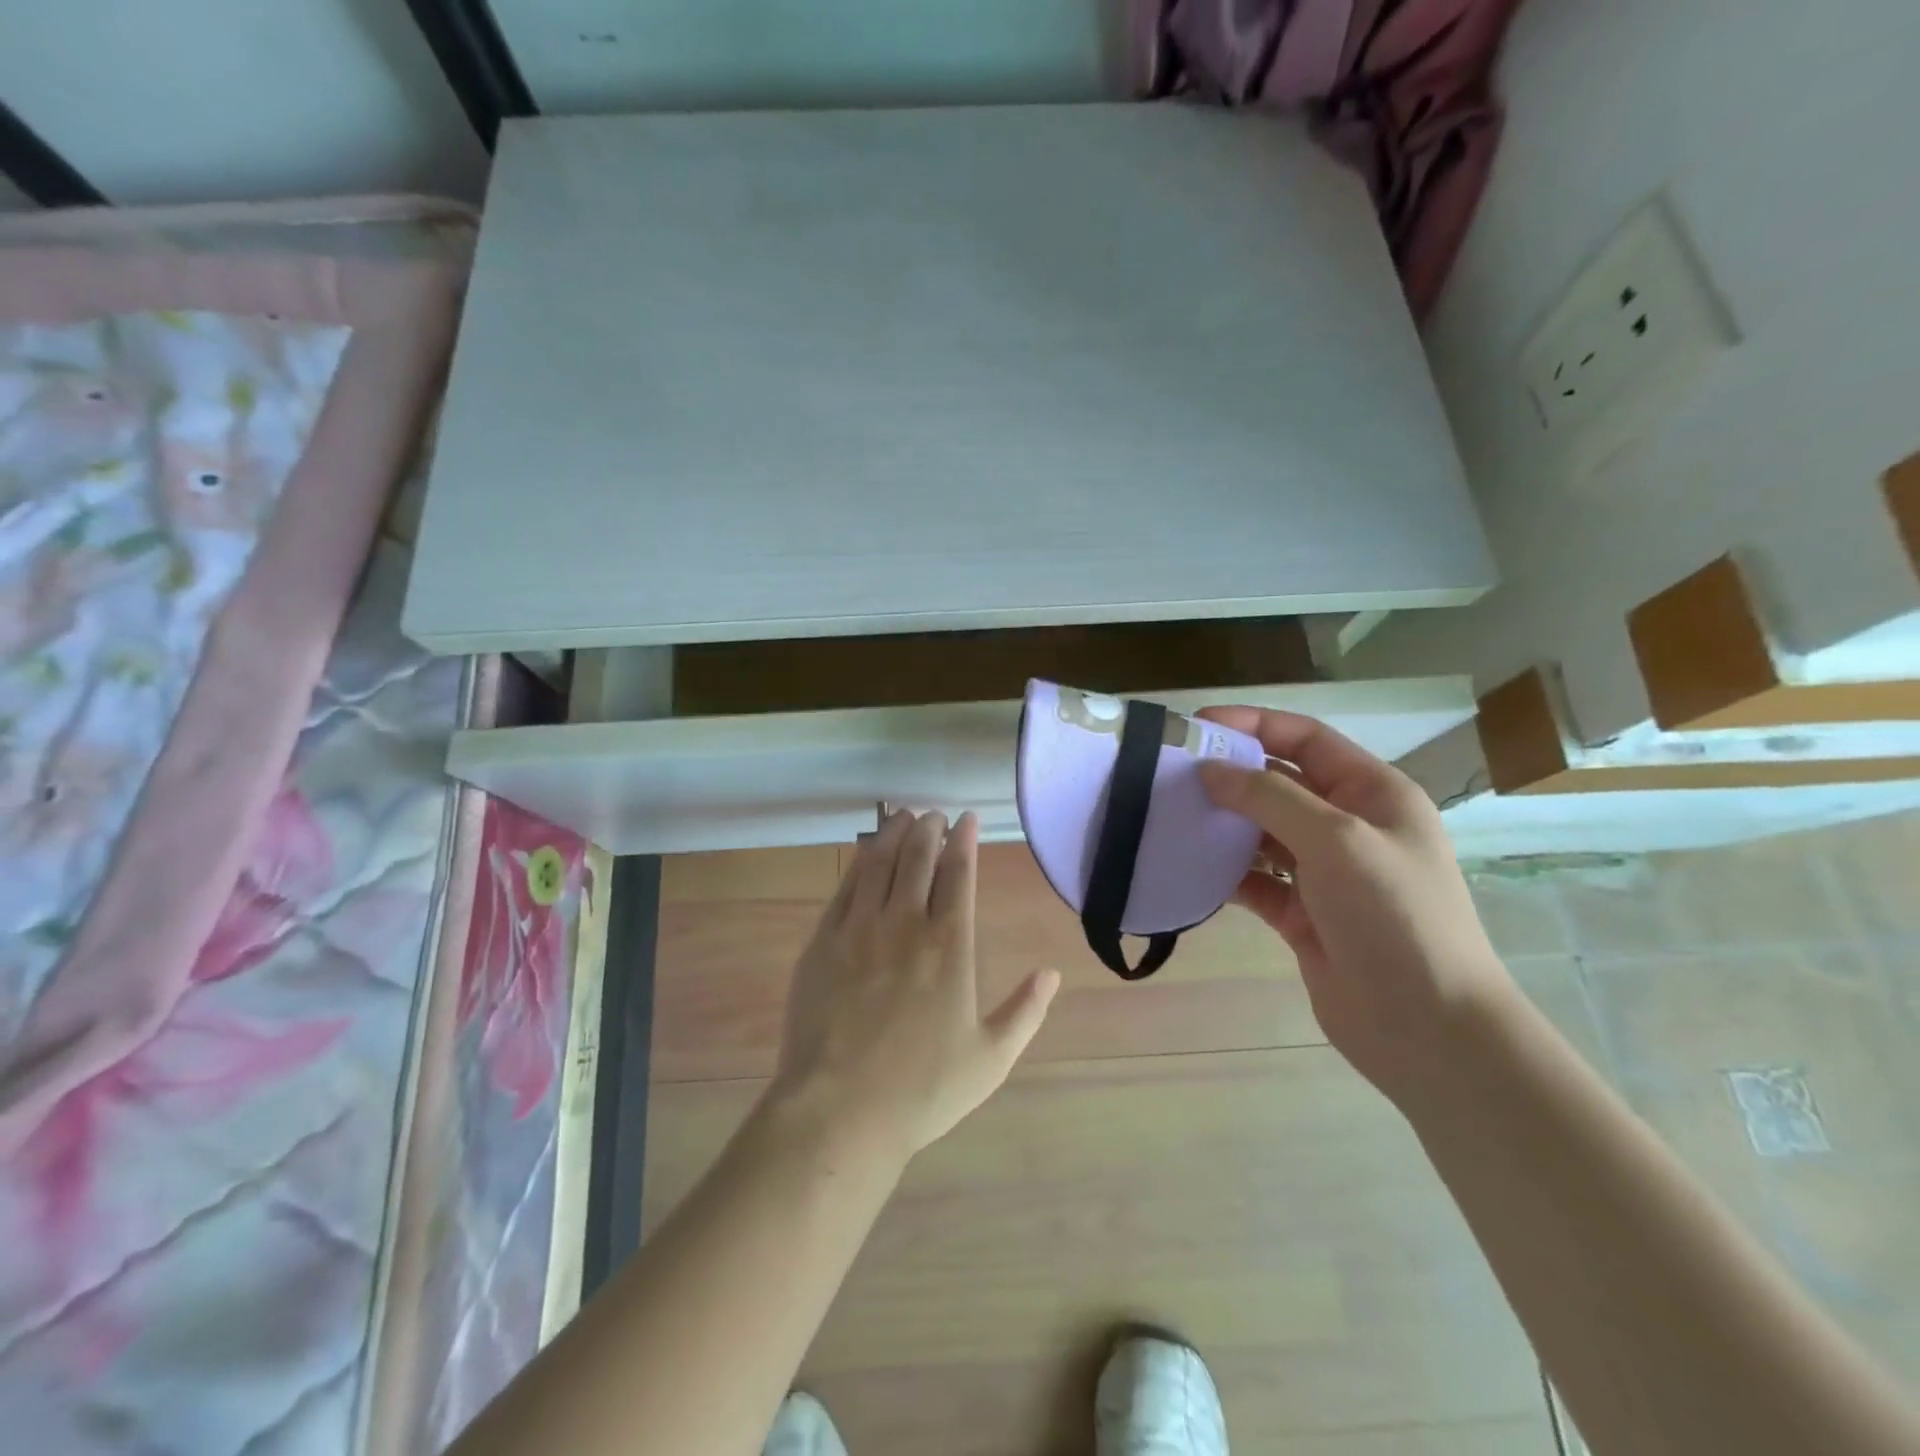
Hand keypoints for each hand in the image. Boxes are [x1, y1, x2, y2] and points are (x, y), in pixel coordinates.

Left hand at [765, 810, 1060, 1162]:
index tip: (967, 819)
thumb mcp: (990, 1059)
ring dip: (894, 834)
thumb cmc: (922, 1090)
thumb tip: (1053, 973)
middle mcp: (905, 923)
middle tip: (935, 814)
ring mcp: (859, 929)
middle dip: (929, 829)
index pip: (959, 874)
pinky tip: (866, 853)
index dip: (964, 841)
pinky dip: (860, 862)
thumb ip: (1025, 1012)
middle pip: (918, 858)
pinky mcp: (823, 942)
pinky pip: (845, 888)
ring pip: (879, 863)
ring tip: (903, 816)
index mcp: (949, 945)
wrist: (839, 1111)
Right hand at [1197, 708, 1515, 1104]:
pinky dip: (1222, 872)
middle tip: (1168, 773)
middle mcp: (1347, 824)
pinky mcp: (1300, 913)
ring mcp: (1323, 872)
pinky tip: (1186, 866)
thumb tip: (1210, 772)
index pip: (1304, 739)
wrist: (1427, 1028)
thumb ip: (1270, 798)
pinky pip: (1253, 879)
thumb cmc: (1393, 916)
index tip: (1195, 727)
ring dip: (1220, 822)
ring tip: (1167, 815)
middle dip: (1227, 774)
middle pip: (1278, 782)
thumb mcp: (1337, 840)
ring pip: (1260, 831)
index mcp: (1372, 792)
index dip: (1252, 725)